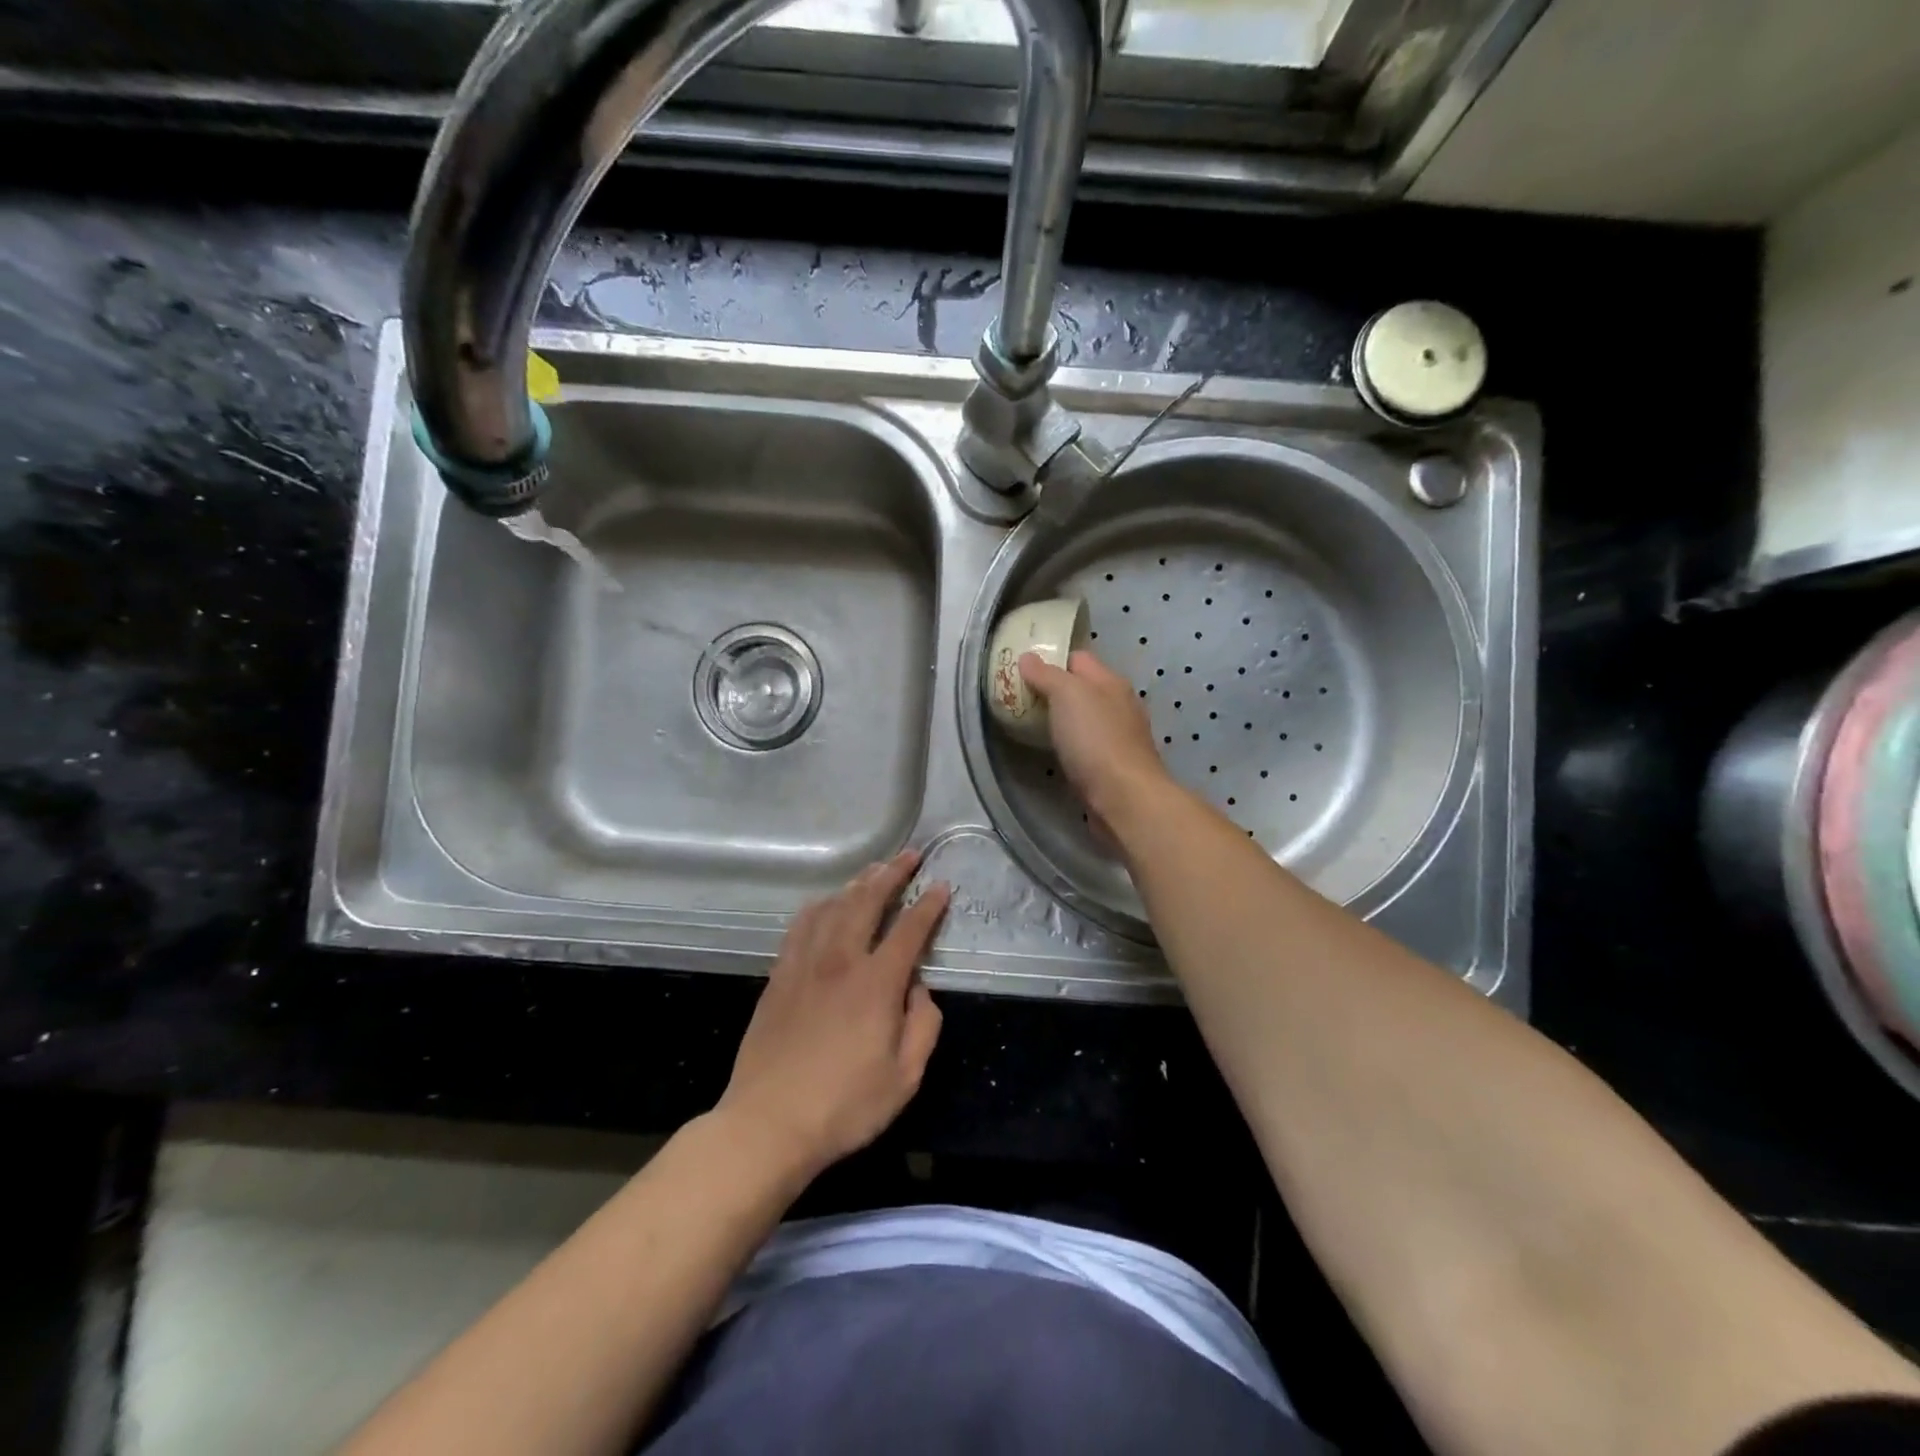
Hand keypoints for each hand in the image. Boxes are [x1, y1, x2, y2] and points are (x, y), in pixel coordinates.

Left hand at [717, 850, 949, 1180]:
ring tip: (874, 870)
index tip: (941, 885)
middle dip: (892, 873)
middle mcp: (840, 960)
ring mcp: (804, 964)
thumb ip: (922, 1025)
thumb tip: (918, 988)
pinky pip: (801, 925)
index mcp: (876, 983)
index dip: (928, 905)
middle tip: (909, 855)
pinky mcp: (779, 976)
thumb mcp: (905, 1077)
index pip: (909, 930)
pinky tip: (826, 902)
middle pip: (867, 901)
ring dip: (856, 883)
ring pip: (832, 906)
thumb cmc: (844, 1106)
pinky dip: (820, 905)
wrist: (767, 1123)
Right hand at [1019, 649, 1170, 823]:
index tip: (1022, 669)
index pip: (1078, 659)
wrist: (1124, 798)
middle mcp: (1119, 705)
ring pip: (1085, 719)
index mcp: (1111, 682)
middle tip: (1020, 699)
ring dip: (1062, 720)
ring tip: (1030, 725)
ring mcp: (1119, 737)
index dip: (1051, 660)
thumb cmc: (1095, 740)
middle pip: (1082, 689)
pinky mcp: (1114, 766)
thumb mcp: (1067, 696)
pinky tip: (1055, 753)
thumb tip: (1028, 657)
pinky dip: (1071, 745)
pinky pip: (1087, 746)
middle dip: (1053, 691)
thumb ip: (1046, 675)